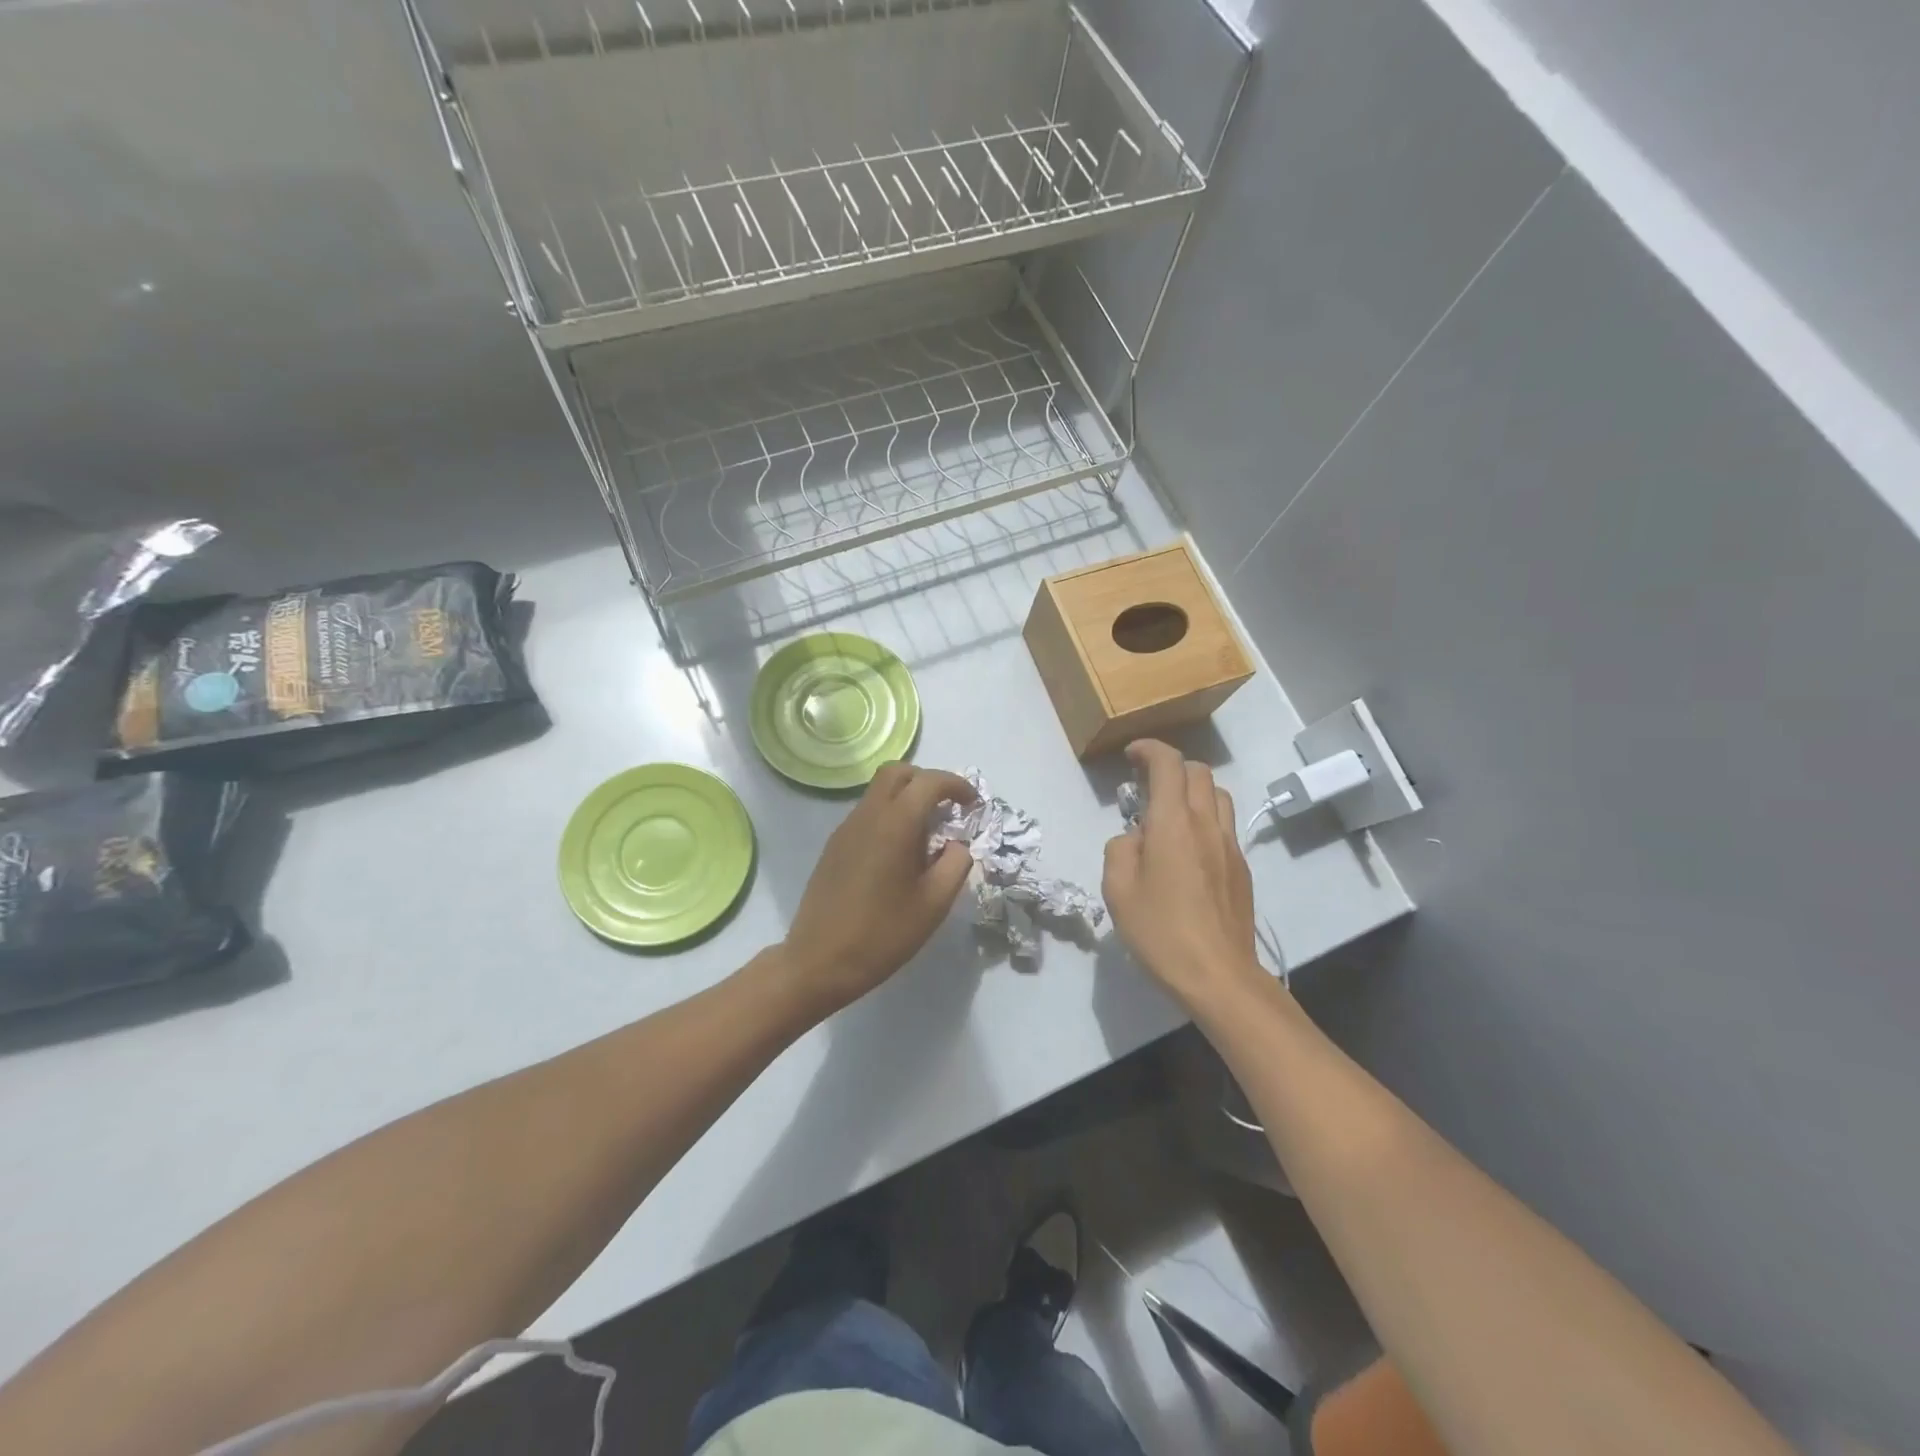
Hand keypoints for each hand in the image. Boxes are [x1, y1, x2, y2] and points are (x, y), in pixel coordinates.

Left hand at [779, 763, 976, 1013]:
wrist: (818, 961)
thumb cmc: (882, 934)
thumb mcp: (934, 904)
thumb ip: (956, 864)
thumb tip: (957, 844)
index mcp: (895, 824)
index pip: (929, 782)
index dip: (956, 785)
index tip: (973, 805)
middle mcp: (867, 816)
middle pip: (897, 772)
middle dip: (927, 781)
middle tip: (948, 810)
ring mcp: (845, 829)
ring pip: (879, 792)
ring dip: (906, 799)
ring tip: (927, 837)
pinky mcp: (834, 846)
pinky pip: (866, 814)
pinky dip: (889, 817)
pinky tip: (898, 855)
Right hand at [1103, 739, 1265, 1010]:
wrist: (1219, 975)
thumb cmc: (1161, 931)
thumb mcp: (1118, 890)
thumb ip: (1120, 850)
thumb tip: (1134, 838)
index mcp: (1173, 823)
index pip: (1168, 764)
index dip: (1149, 750)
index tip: (1131, 755)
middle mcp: (1207, 824)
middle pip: (1198, 772)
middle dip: (1170, 767)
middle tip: (1145, 786)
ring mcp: (1230, 845)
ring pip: (1218, 795)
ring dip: (1192, 791)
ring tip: (1169, 814)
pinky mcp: (1241, 868)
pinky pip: (1224, 825)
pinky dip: (1204, 819)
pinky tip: (1187, 850)